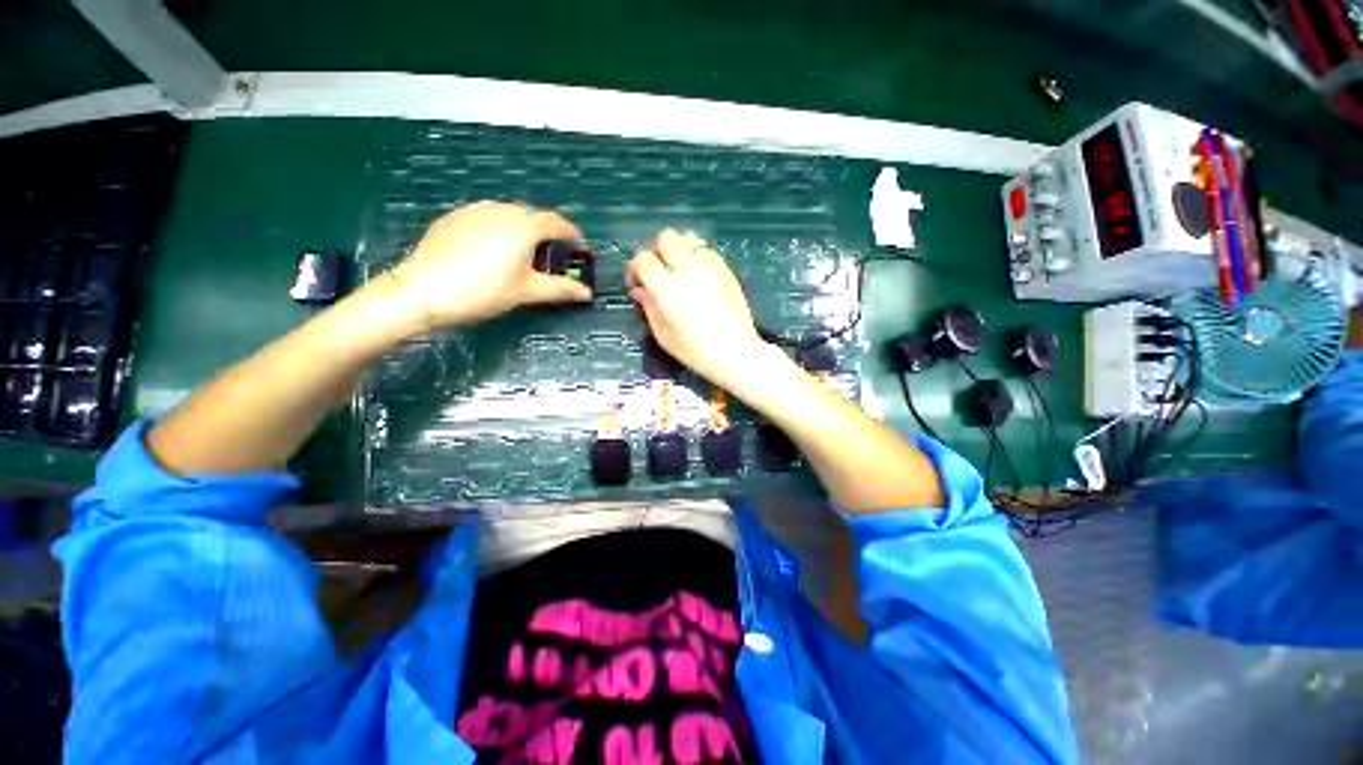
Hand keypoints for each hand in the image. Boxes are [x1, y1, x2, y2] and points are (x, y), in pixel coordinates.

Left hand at [384, 201, 591, 330]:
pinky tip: (491, 251)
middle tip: (550, 257)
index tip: (579, 247)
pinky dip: (499, 229)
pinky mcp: (454, 217)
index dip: (572, 233)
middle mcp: (501, 209)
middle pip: (533, 216)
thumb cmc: (484, 291)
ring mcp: (474, 210)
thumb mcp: (527, 292)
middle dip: (547, 233)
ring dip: (523, 230)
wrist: (422, 290)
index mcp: (523, 225)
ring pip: (508, 215)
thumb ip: (561, 289)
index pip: (557, 222)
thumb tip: (587, 293)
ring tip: (521, 254)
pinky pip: (487, 218)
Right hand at [628, 229, 770, 388]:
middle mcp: (689, 270)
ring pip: (687, 236)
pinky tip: (695, 273)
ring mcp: (710, 266)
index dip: (633, 269)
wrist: (736, 352)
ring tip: (675, 267)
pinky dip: (695, 253)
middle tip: (654, 270)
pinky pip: (706, 248)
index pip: (643, 260)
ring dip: (676, 247)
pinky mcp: (726, 269)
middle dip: (654, 250)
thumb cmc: (697, 351)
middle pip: (665, 237)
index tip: (636, 283)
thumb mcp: (664, 335)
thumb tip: (639, 290)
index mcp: (669, 289)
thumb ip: (649, 307)